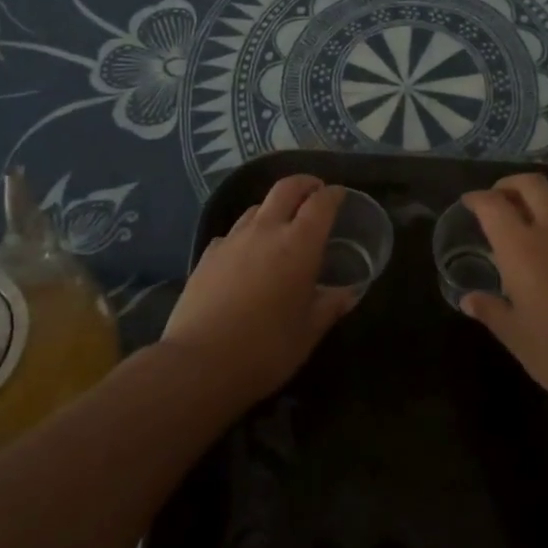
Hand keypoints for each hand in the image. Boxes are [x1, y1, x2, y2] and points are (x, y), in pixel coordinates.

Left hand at [163, 175, 357, 406]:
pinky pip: (234, 232)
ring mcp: (232, 239)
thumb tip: (348, 294)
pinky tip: (247, 254)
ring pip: (256, 207)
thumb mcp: (308, 332)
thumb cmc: (266, 349)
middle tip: (315, 192)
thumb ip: (330, 306)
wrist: (199, 363)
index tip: (340, 195)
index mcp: (299, 244)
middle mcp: (266, 230)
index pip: (321, 203)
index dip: (334, 194)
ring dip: (274, 208)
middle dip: (304, 184)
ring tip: (282, 225)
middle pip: (286, 188)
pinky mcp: (208, 254)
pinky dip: (247, 233)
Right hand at [458, 173, 547, 423]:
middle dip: (510, 184)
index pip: (494, 206)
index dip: (477, 198)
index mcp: (522, 249)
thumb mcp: (516, 338)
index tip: (469, 203)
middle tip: (497, 199)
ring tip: (528, 219)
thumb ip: (491, 311)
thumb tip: (469, 300)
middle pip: (531, 185)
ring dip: (539, 199)